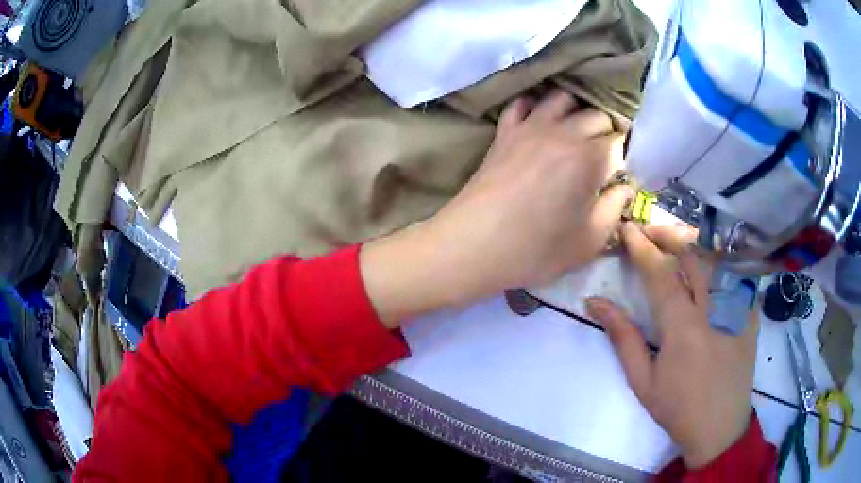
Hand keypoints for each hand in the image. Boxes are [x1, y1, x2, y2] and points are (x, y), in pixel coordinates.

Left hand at [430, 91, 632, 290]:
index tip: (617, 176)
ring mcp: (530, 126)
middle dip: (607, 132)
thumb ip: (615, 208)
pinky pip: (523, 103)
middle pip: (596, 115)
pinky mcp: (505, 131)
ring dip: (576, 111)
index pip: (619, 142)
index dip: (623, 158)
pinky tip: (540, 120)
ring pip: (562, 98)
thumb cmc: (538, 248)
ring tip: (577, 133)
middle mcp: (564, 131)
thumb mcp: (590, 240)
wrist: (475, 244)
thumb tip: (625, 187)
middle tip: (603, 158)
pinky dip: (536, 105)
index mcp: (591, 157)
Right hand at [585, 223, 757, 467]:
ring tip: (676, 242)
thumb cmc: (677, 408)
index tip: (628, 229)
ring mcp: (737, 308)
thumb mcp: (642, 380)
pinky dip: (719, 261)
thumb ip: (622, 338)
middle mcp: (713, 309)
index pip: (661, 273)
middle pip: (692, 254)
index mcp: (683, 328)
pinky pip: (736, 273)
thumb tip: (595, 302)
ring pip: (715, 258)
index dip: (642, 247)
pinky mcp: (750, 312)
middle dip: (668, 235)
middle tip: (649, 231)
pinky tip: (709, 263)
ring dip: (693, 244)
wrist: (721, 426)